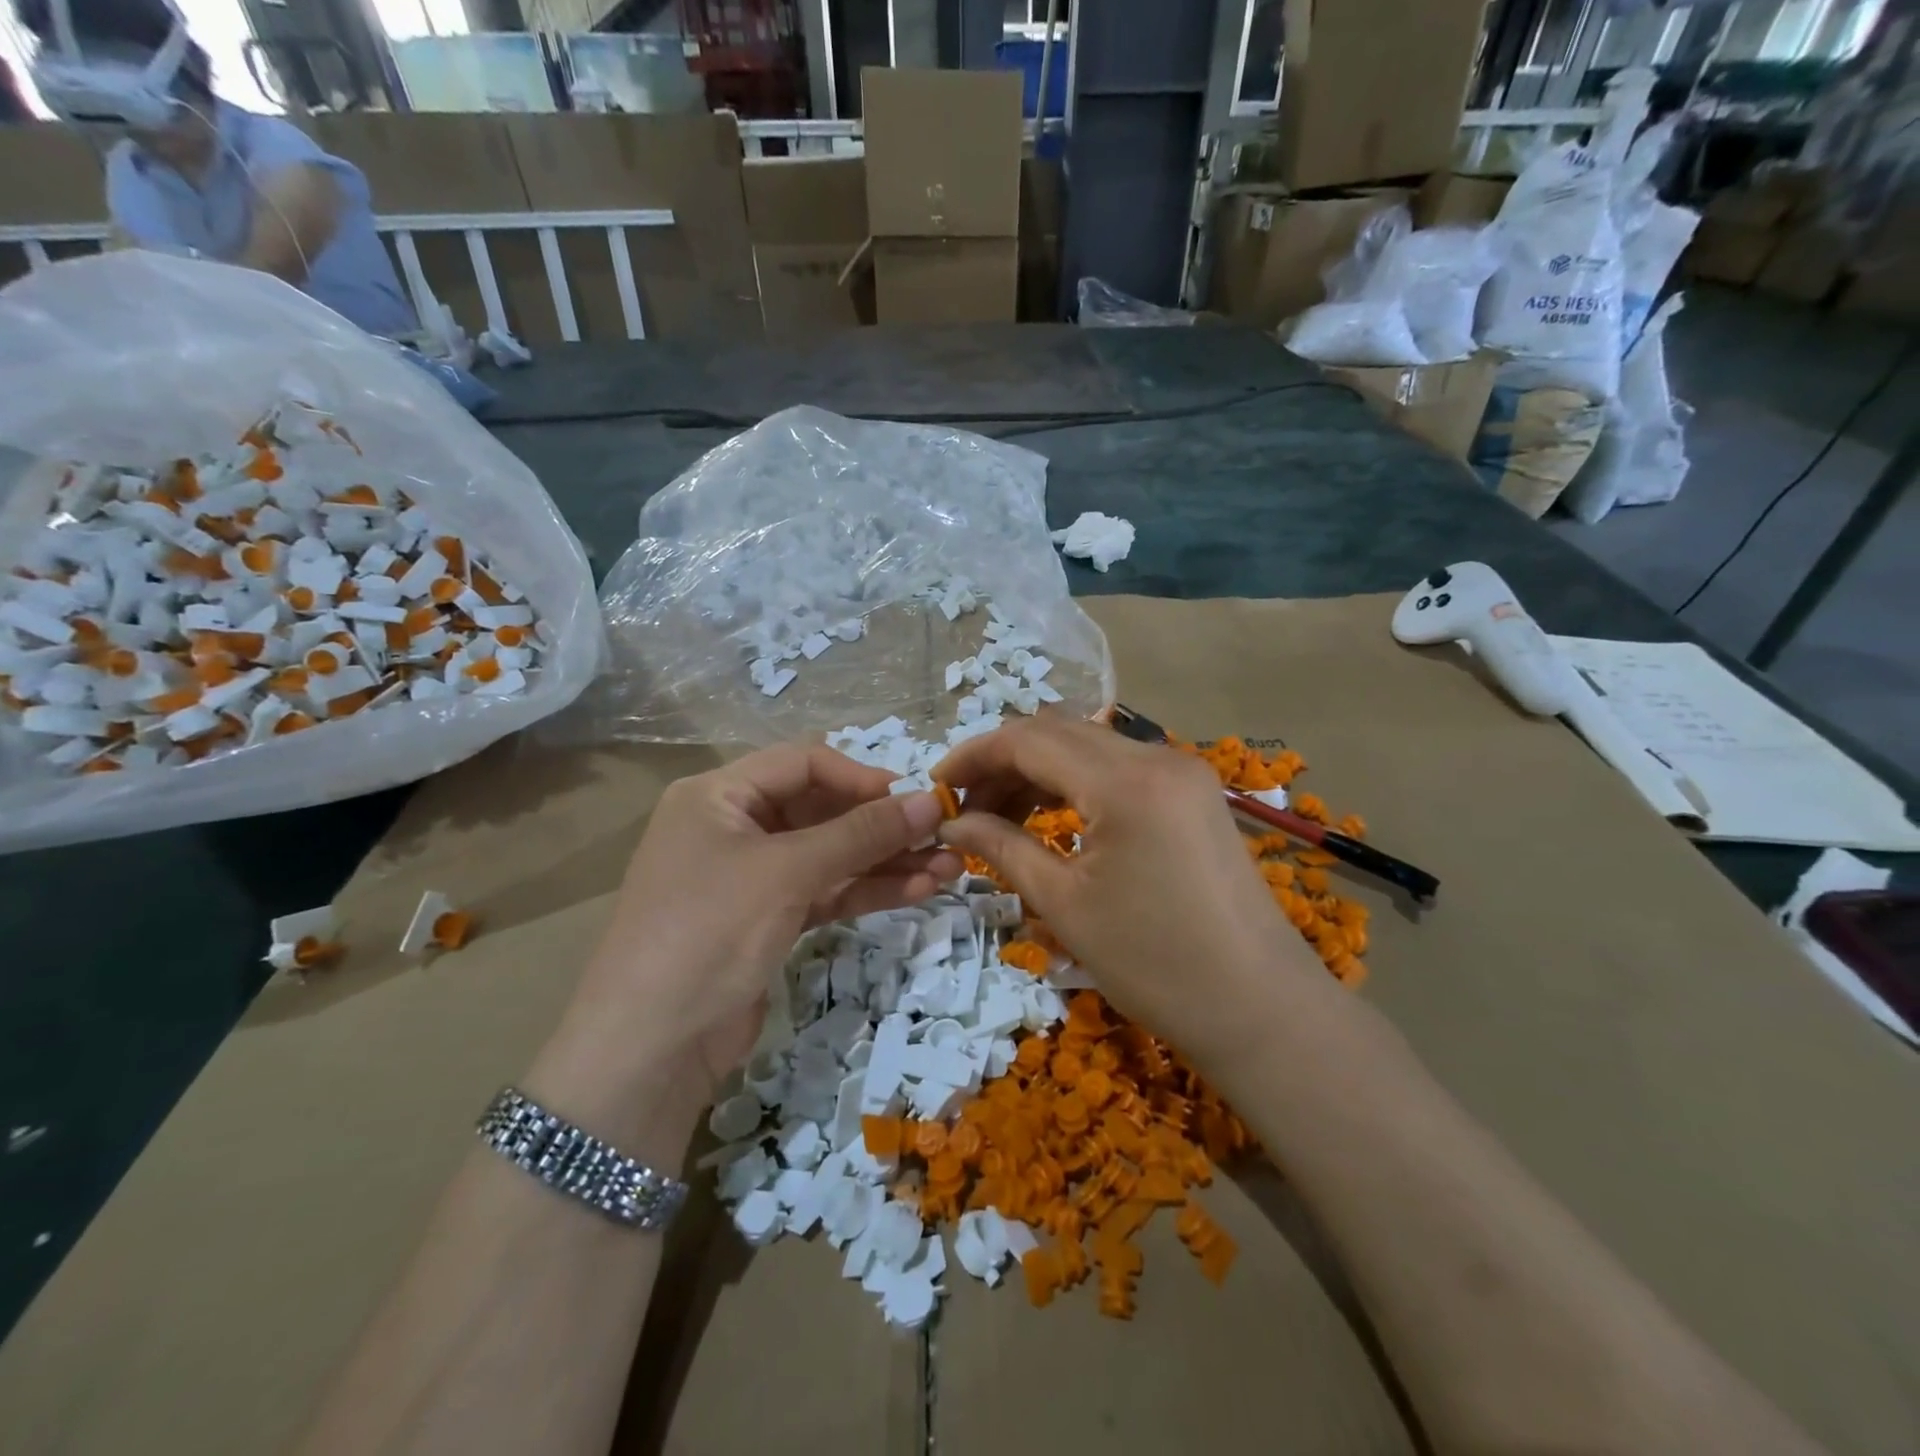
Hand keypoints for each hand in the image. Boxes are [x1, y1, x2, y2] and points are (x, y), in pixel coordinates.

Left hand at [555, 745, 961, 1106]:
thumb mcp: (787, 873)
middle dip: (883, 826)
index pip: (803, 764)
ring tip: (949, 867)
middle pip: (821, 811)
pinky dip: (865, 891)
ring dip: (886, 861)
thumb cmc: (710, 932)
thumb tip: (929, 802)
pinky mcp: (766, 921)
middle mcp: (733, 827)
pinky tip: (918, 890)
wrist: (649, 1049)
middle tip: (944, 835)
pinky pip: (824, 892)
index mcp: (718, 795)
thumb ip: (861, 834)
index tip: (915, 798)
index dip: (861, 777)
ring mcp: (750, 878)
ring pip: (829, 856)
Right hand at [936, 715, 1325, 1065]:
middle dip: (1003, 763)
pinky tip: (1052, 818)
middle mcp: (1157, 757)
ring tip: (1000, 819)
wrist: (1260, 1008)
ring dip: (1039, 772)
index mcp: (1125, 781)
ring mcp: (1182, 772)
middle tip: (966, 809)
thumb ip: (1002, 847)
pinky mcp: (1193, 793)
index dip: (974, 756)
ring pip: (1089, 748)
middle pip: (1059, 733)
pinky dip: (1076, 784)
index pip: (1029, 739)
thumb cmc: (1155, 963)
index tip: (937, 786)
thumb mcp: (1065, 904)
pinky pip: (1119, 769)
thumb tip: (950, 823)